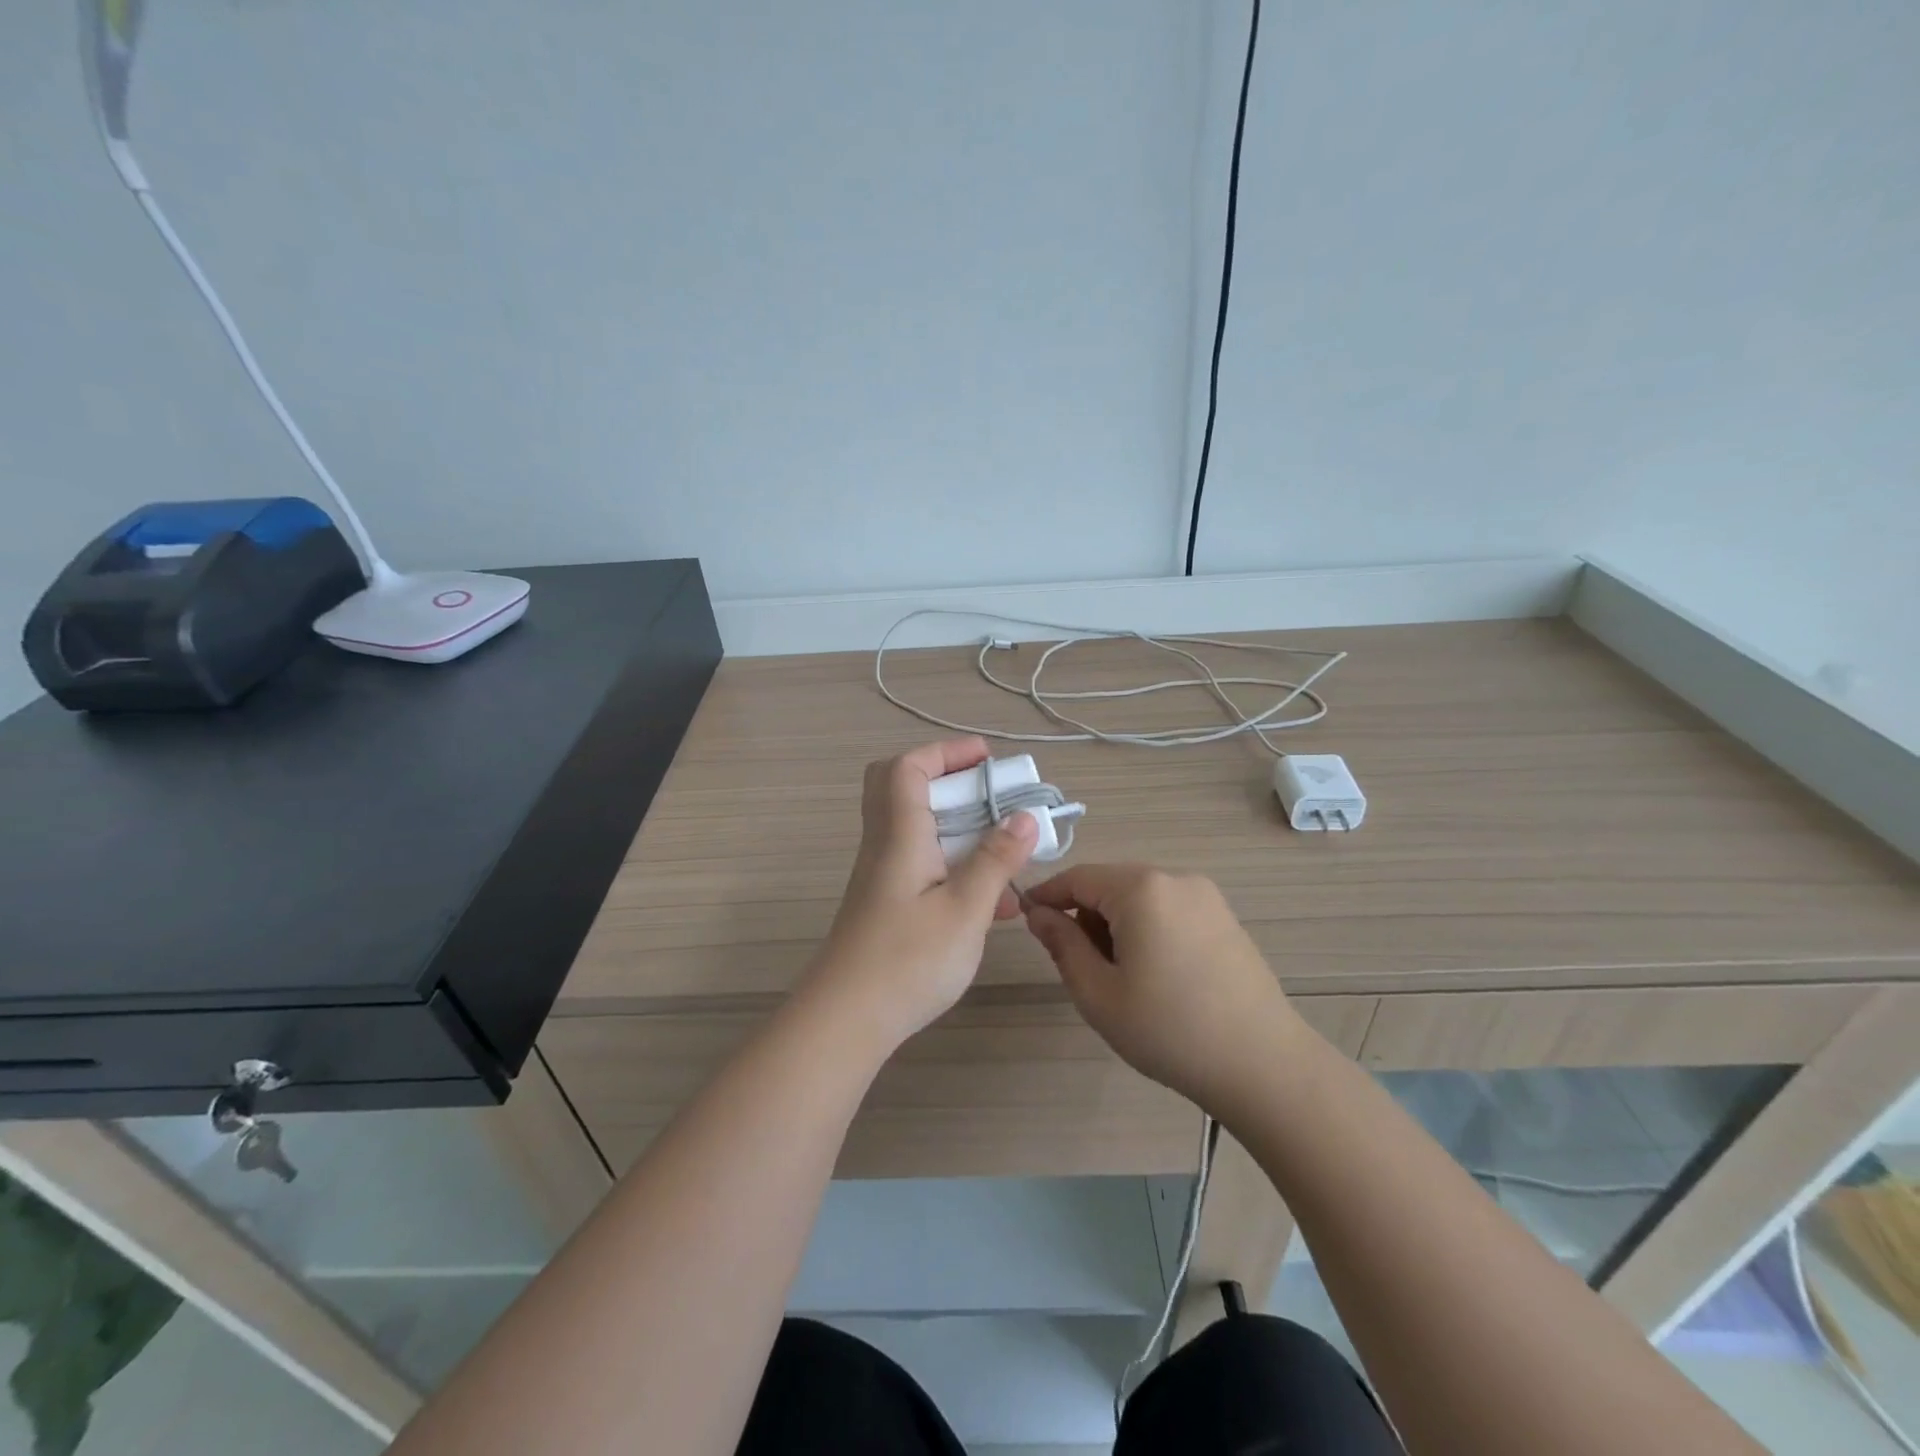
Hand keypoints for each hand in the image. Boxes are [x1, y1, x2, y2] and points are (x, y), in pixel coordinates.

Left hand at [802, 738, 1037, 1051]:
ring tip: (1007, 852)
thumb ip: (996, 860)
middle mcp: (885, 846)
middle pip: (902, 788)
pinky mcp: (888, 903)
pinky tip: (993, 902)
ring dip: (960, 828)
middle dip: (949, 781)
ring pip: (918, 828)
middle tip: (989, 796)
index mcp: (899, 835)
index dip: (946, 752)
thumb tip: (1024, 816)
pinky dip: (957, 865)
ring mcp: (883, 876)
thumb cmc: (907, 960)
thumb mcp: (965, 910)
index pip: (908, 767)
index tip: (989, 760)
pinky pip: (924, 864)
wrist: (845, 1022)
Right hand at [1024, 864, 1299, 1114]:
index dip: (1047, 896)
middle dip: (1085, 916)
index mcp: (1141, 889)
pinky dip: (1147, 929)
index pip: (1078, 878)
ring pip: (1140, 898)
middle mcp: (1175, 879)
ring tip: (1119, 977)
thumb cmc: (1169, 1030)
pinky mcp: (1225, 918)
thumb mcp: (1098, 993)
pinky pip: (1169, 909)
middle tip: (1078, 966)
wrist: (1263, 1066)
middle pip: (1110, 885)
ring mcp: (1206, 897)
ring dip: (1116, 924)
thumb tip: (1040, 914)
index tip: (1025, 919)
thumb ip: (1062, 945)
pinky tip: (1155, 975)